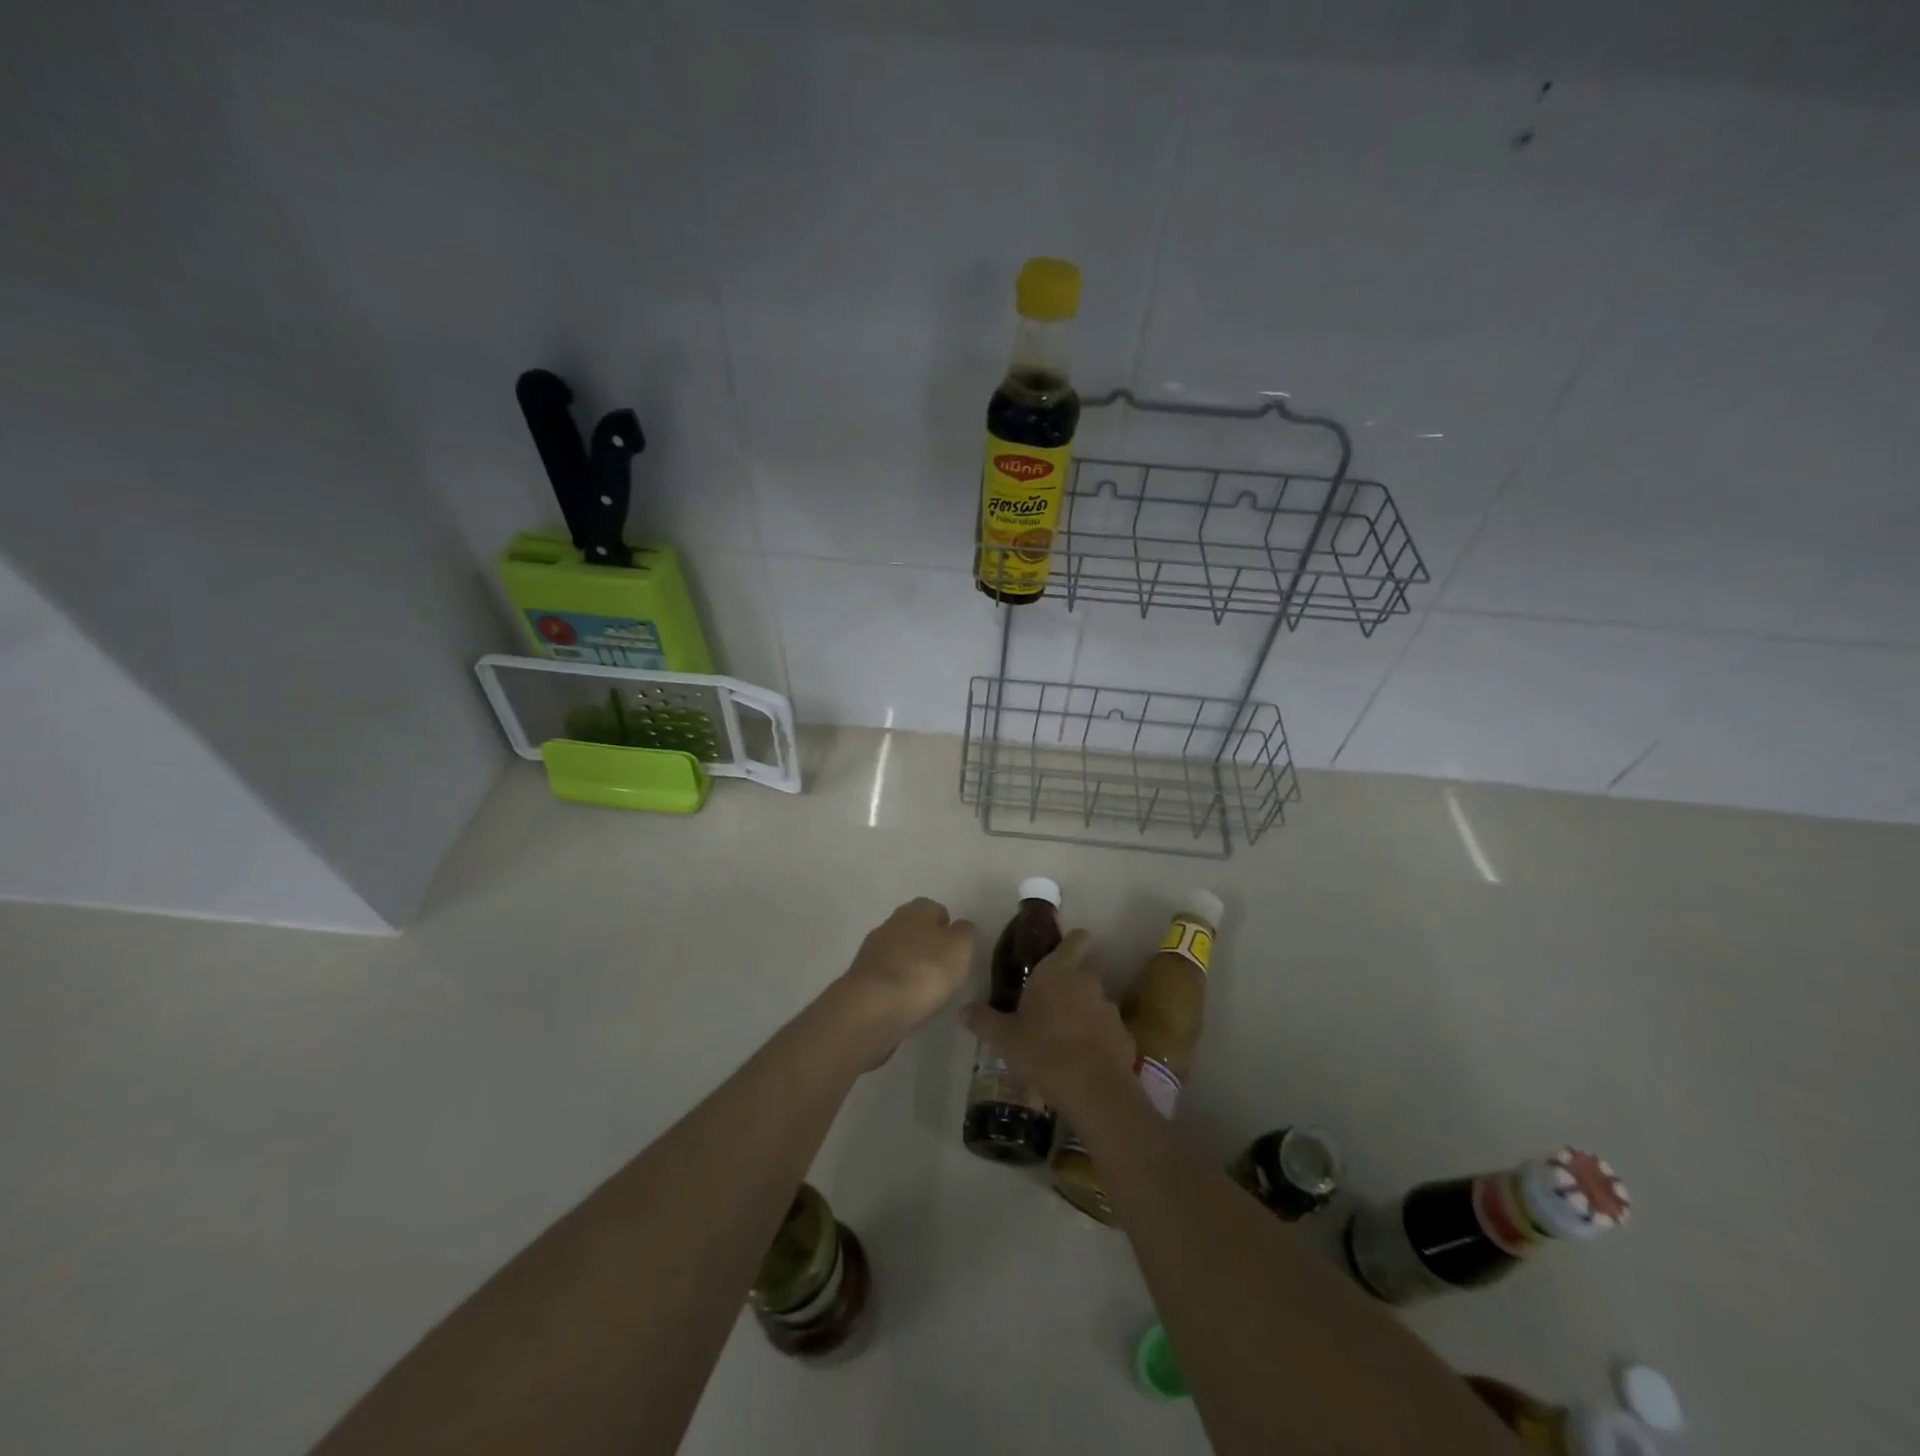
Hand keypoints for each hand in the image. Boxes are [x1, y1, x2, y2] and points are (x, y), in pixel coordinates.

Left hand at [831, 897, 976, 1059]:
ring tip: (925, 993)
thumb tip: (959, 927)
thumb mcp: (961, 948)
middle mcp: (891, 922)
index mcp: (917, 909)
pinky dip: (896, 987)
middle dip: (928, 947)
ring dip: (911, 967)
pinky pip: (886, 977)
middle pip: (915, 930)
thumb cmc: (925, 970)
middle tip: (943, 973)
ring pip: (899, 953)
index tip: (957, 953)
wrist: (873, 1006)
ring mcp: (872, 949)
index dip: (948, 929)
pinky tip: (905, 1003)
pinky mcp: (860, 977)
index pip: (936, 910)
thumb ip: (965, 933)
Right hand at [961, 929, 1132, 1109]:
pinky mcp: (1125, 1036)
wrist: (1093, 1089)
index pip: (1077, 939)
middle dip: (1068, 991)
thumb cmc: (1042, 1051)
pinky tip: (1084, 1064)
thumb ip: (984, 1020)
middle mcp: (1087, 982)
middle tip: (1047, 1014)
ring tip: (1064, 1044)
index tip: (1060, 956)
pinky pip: (1107, 1032)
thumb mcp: (1004, 1038)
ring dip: (1083, 1016)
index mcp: (1058, 972)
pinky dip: (1098, 1042)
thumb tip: (964, 1009)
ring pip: (1094, 1005)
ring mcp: (1110, 1009)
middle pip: (1081, 975)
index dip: (1072, 943)